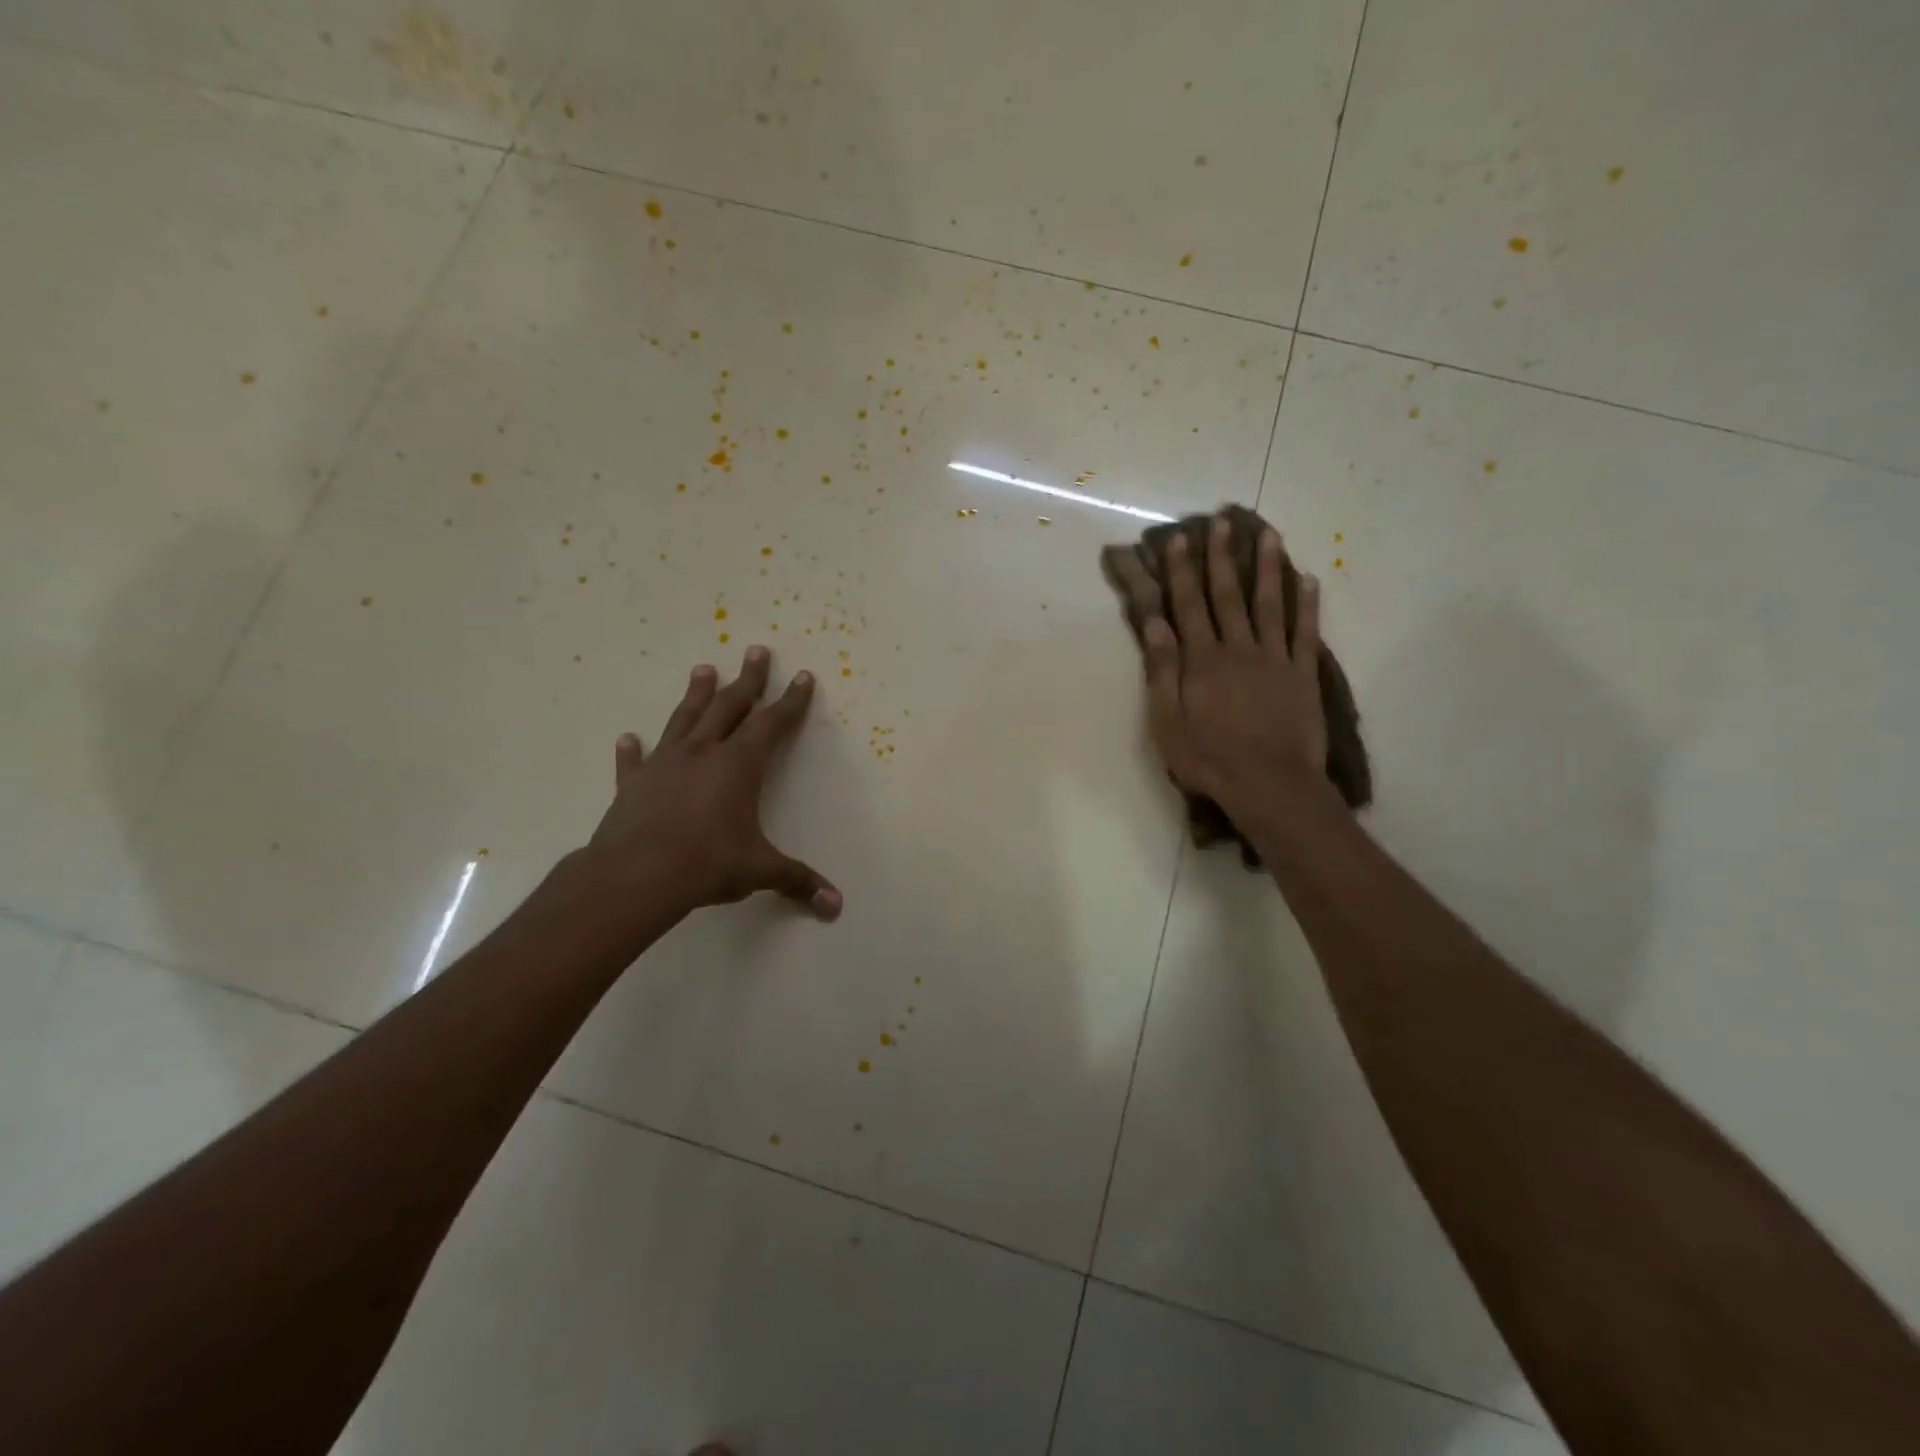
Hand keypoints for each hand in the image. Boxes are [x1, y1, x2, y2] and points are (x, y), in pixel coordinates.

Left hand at [586, 646, 842, 922]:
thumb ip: (798, 881)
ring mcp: (665, 765)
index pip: (772, 724)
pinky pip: (634, 762)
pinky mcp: (633, 785)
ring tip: (703, 668)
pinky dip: (632, 751)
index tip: (803, 677)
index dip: (791, 701)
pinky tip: (628, 738)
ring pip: (684, 720)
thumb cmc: (707, 863)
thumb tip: (836, 907)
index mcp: (738, 765)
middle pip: (729, 706)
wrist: (637, 875)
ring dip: (696, 695)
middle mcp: (703, 753)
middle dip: (748, 679)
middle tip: (757, 651)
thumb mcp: (760, 870)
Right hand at [1142, 517, 1329, 821]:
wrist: (1270, 785)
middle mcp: (1238, 649)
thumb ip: (1162, 670)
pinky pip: (1305, 632)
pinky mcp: (1302, 675)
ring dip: (1267, 568)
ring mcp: (1274, 659)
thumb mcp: (1167, 722)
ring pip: (1270, 604)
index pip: (1188, 605)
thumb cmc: (1209, 758)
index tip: (1180, 539)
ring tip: (1268, 535)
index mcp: (1202, 660)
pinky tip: (1309, 579)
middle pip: (1228, 596)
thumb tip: (1155, 623)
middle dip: (1222, 557)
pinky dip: (1307, 604)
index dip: (1183, 571)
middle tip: (1223, 522)